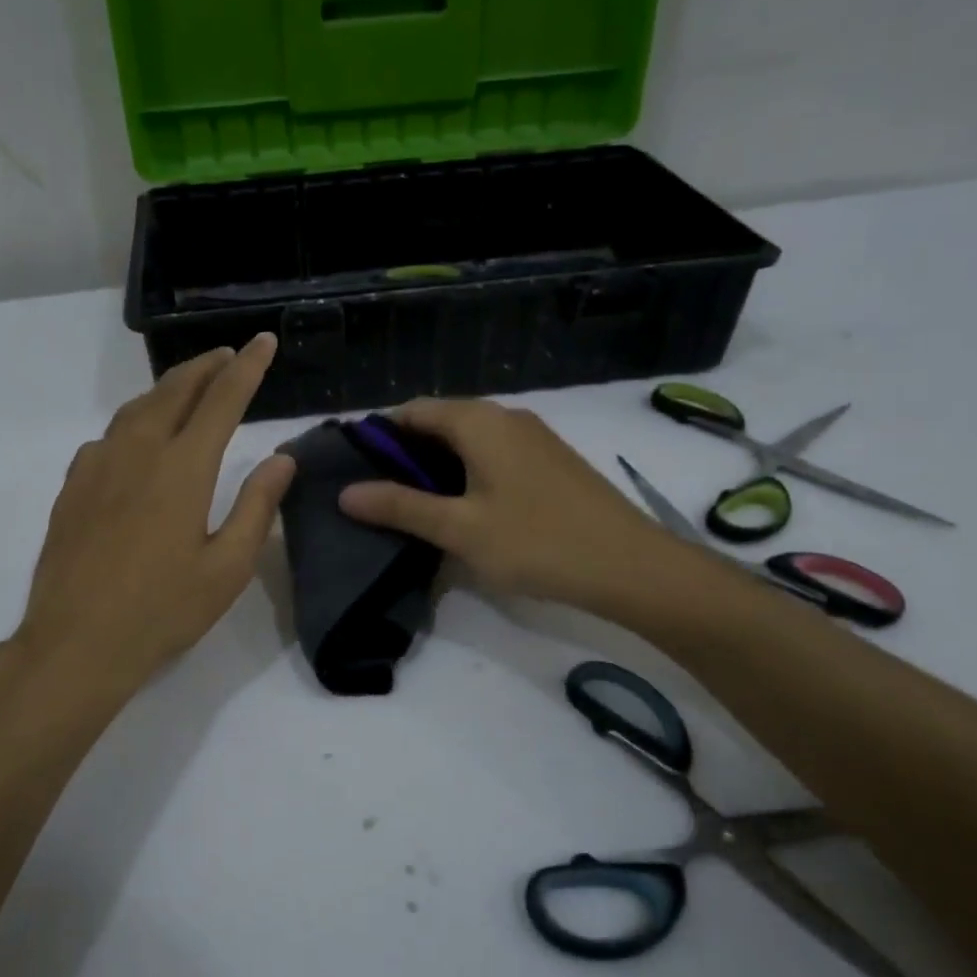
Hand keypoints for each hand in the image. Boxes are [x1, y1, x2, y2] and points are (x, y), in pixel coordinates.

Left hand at [12, 334, 294, 704]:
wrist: (76, 642)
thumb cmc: (162, 610)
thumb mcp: (227, 567)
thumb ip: (256, 507)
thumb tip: (281, 460)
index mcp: (183, 468)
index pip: (222, 400)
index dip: (247, 367)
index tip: (263, 341)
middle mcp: (138, 452)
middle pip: (175, 390)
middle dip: (205, 366)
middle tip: (227, 355)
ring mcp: (98, 466)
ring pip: (137, 408)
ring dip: (168, 388)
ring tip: (189, 386)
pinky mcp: (72, 486)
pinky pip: (108, 437)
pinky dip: (134, 422)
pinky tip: (137, 440)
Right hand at [337, 398, 718, 618]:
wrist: (630, 566)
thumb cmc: (537, 542)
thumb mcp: (459, 528)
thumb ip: (401, 507)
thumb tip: (346, 493)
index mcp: (479, 422)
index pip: (414, 410)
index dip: (380, 434)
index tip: (354, 467)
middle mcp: (506, 417)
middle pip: (441, 421)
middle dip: (406, 452)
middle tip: (378, 493)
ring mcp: (534, 438)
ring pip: (469, 439)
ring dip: (437, 464)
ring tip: (413, 505)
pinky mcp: (550, 461)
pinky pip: (494, 454)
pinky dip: (468, 471)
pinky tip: (463, 508)